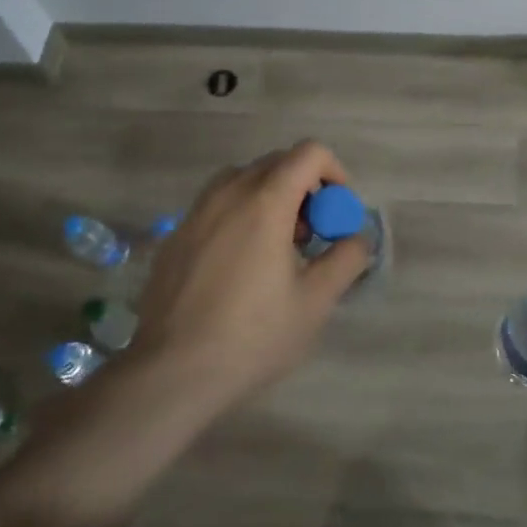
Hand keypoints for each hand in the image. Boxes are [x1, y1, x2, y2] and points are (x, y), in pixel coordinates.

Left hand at [127, 140, 369, 412]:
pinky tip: (237, 265)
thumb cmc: (252, 336)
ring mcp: (195, 213)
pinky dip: (237, 215)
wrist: (171, 373)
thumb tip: (356, 237)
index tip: (337, 210)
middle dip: (303, 187)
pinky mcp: (174, 236)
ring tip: (274, 246)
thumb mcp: (316, 302)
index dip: (334, 171)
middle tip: (310, 234)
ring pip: (241, 180)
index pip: (309, 153)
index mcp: (265, 201)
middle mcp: (228, 194)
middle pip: (276, 163)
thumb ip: (346, 259)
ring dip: (268, 197)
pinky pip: (214, 205)